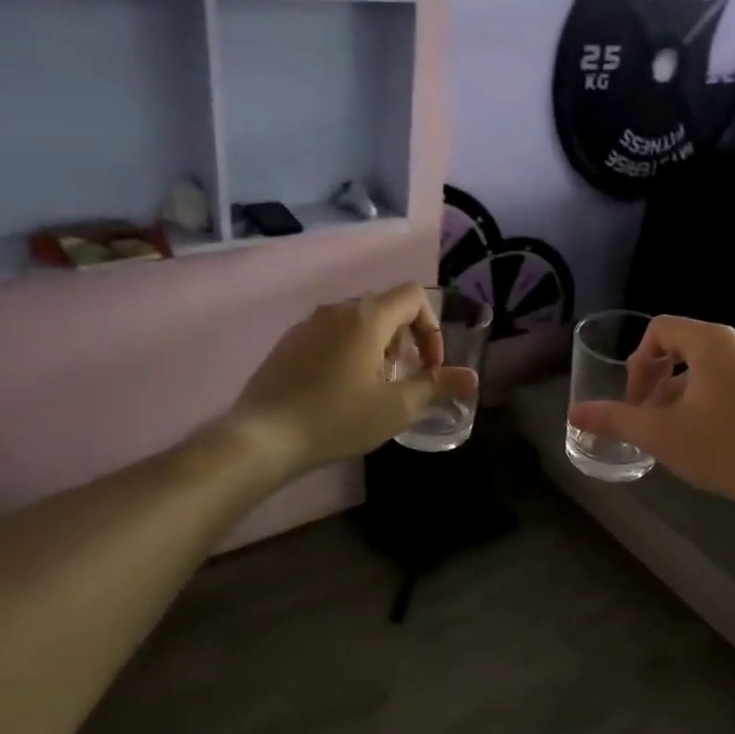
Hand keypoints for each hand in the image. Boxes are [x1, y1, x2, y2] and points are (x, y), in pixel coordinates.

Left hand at [228, 285, 477, 476]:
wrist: (262, 438)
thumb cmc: (336, 418)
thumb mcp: (396, 408)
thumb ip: (437, 387)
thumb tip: (473, 378)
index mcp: (367, 316)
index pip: (414, 296)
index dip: (432, 327)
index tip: (429, 366)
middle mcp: (337, 309)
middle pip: (386, 308)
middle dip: (406, 341)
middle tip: (403, 381)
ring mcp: (307, 325)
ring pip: (357, 322)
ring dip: (378, 347)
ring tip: (373, 389)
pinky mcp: (288, 344)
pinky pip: (331, 335)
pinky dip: (348, 352)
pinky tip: (339, 392)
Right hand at [568, 316, 734, 514]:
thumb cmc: (726, 448)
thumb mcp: (661, 434)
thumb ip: (615, 419)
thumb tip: (575, 413)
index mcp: (713, 341)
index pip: (659, 330)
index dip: (637, 363)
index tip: (635, 401)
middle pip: (683, 345)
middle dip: (657, 379)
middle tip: (649, 417)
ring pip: (707, 366)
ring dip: (681, 392)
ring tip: (676, 431)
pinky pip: (731, 380)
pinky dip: (709, 398)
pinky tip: (710, 437)